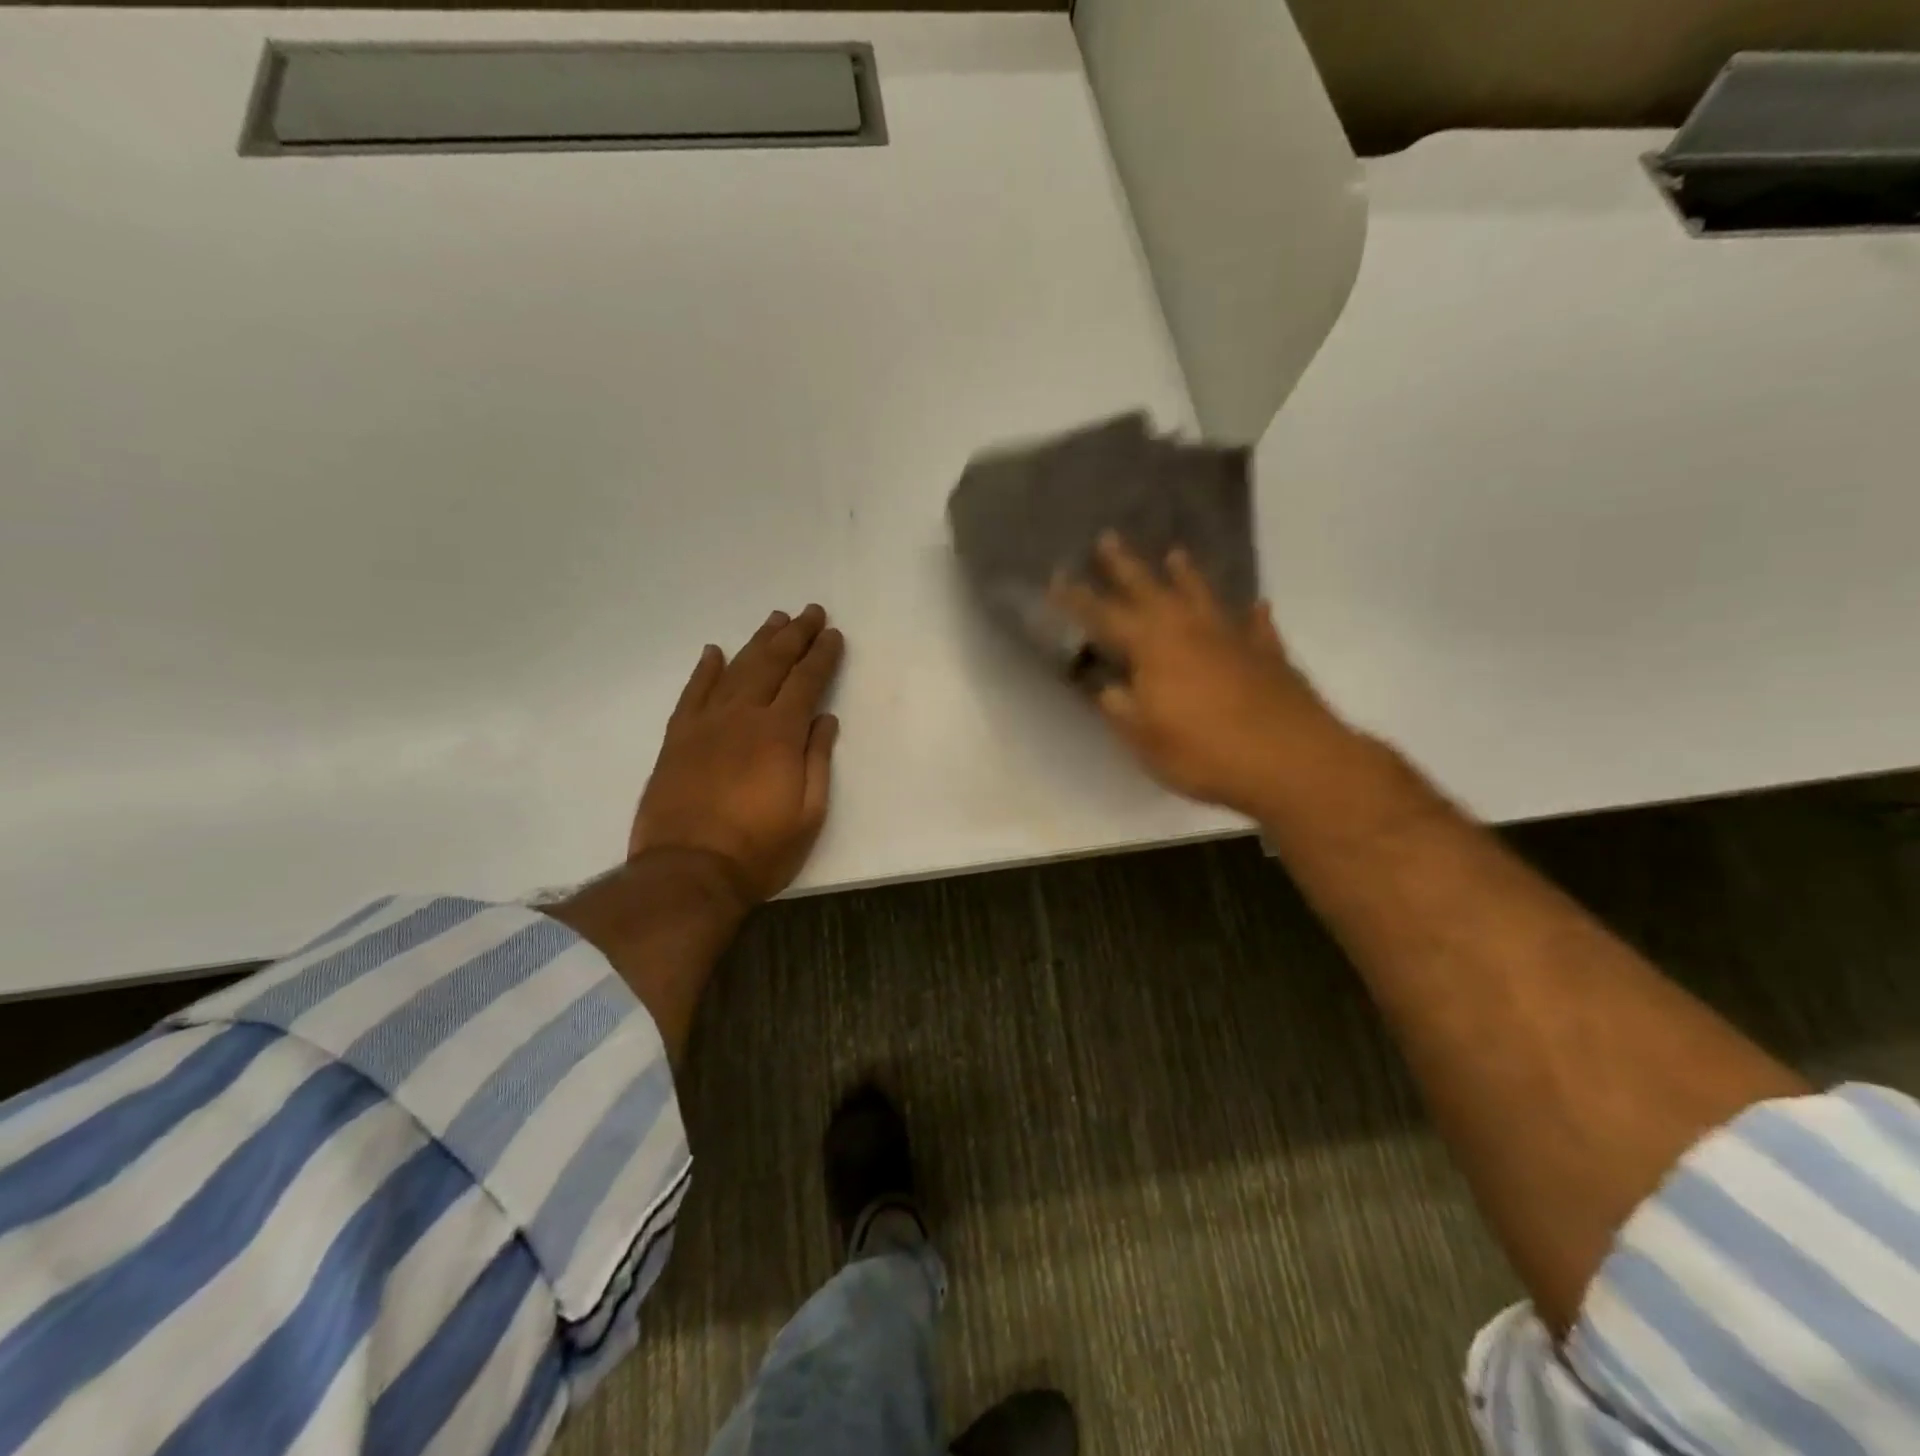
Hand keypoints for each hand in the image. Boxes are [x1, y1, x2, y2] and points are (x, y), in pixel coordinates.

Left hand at [630, 605, 844, 905]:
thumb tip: (825, 719)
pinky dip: (705, 670)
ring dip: (758, 642)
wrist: (687, 872)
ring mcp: (705, 724)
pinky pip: (692, 693)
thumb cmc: (759, 850)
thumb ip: (817, 760)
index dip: (822, 656)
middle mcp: (743, 716)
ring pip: (735, 669)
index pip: (806, 681)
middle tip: (811, 612)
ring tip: (775, 620)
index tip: (833, 635)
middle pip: (772, 663)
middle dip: (795, 635)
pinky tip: (715, 652)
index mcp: (780, 734)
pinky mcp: (678, 739)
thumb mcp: (809, 814)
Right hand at [1054, 534, 1333, 815]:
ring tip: (1175, 554)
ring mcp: (1233, 637)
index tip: (1057, 577)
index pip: (1104, 616)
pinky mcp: (1268, 653)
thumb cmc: (1205, 753)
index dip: (1078, 599)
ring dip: (1186, 575)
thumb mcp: (1145, 739)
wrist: (1291, 760)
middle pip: (1150, 589)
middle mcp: (1189, 629)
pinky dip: (1252, 614)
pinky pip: (1256, 625)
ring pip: (1203, 595)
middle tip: (1108, 538)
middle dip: (1125, 566)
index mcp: (1152, 647)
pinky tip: (1256, 606)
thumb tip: (1106, 686)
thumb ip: (1121, 708)